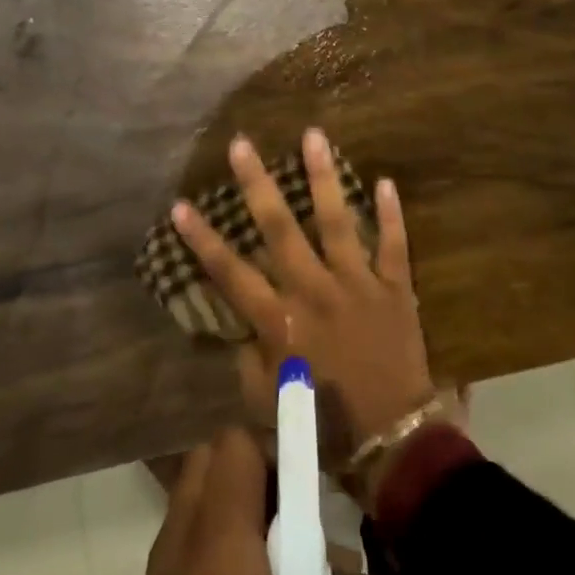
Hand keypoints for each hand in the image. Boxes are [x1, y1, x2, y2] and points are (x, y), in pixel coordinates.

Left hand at [106, 428, 387, 574]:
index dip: (282, 445)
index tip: (320, 485)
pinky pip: (190, 546)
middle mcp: (176, 553)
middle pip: (211, 462)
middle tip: (307, 526)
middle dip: (263, 472)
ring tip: (293, 572)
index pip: (236, 444)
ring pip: (198, 502)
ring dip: (245, 510)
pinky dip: (226, 546)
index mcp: (216, 554)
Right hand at [172, 129, 435, 464]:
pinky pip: (394, 244)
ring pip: (336, 221)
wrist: (393, 438)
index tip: (180, 205)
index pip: (231, 273)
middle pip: (279, 230)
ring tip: (314, 135)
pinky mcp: (394, 287)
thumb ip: (251, 359)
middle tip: (242, 144)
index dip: (202, 240)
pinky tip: (385, 180)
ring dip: (323, 178)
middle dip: (257, 185)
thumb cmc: (326, 425)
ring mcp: (357, 284)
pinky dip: (391, 214)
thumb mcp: (270, 400)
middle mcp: (314, 291)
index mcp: (281, 320)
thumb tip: (240, 328)